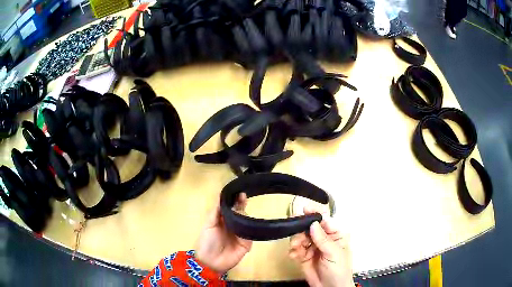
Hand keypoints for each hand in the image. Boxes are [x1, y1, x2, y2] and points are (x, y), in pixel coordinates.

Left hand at [196, 193, 251, 274]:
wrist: (211, 262)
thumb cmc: (207, 242)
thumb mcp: (209, 225)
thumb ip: (216, 212)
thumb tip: (220, 196)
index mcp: (223, 221)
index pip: (231, 208)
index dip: (234, 200)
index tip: (238, 191)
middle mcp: (233, 225)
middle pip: (240, 213)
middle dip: (242, 204)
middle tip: (244, 196)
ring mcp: (241, 234)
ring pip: (247, 221)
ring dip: (245, 215)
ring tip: (242, 211)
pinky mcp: (247, 243)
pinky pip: (251, 233)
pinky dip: (250, 229)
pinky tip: (248, 224)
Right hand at [289, 206, 353, 286]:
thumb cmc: (339, 269)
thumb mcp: (334, 253)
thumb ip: (323, 239)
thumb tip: (313, 223)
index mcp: (335, 235)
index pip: (324, 221)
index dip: (314, 214)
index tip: (304, 209)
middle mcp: (323, 239)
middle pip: (309, 228)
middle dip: (301, 231)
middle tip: (296, 238)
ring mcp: (312, 247)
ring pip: (300, 237)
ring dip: (296, 241)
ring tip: (295, 249)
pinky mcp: (303, 256)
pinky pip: (295, 249)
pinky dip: (293, 251)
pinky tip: (293, 256)